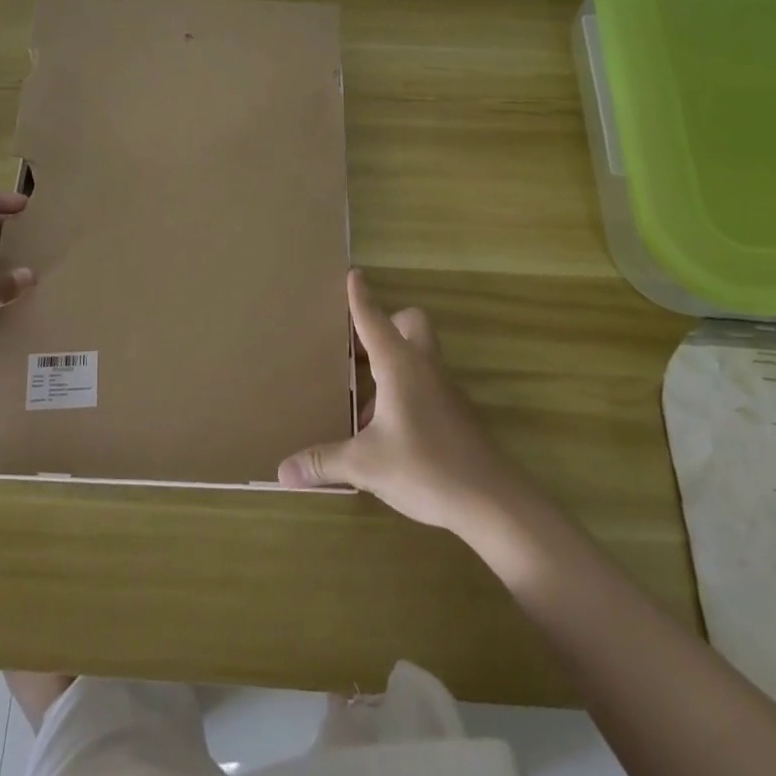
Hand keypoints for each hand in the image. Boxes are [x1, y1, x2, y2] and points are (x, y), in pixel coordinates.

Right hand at [279, 271, 522, 536]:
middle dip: (386, 325)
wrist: (492, 500)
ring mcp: (445, 388)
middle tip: (357, 348)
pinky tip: (387, 426)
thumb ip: (324, 462)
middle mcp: (423, 366)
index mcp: (399, 364)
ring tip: (362, 396)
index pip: (374, 319)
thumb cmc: (425, 467)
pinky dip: (405, 389)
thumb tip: (284, 470)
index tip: (354, 274)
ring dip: (392, 361)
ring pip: (419, 354)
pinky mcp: (456, 412)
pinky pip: (426, 382)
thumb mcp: (366, 465)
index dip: (360, 297)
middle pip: (409, 323)